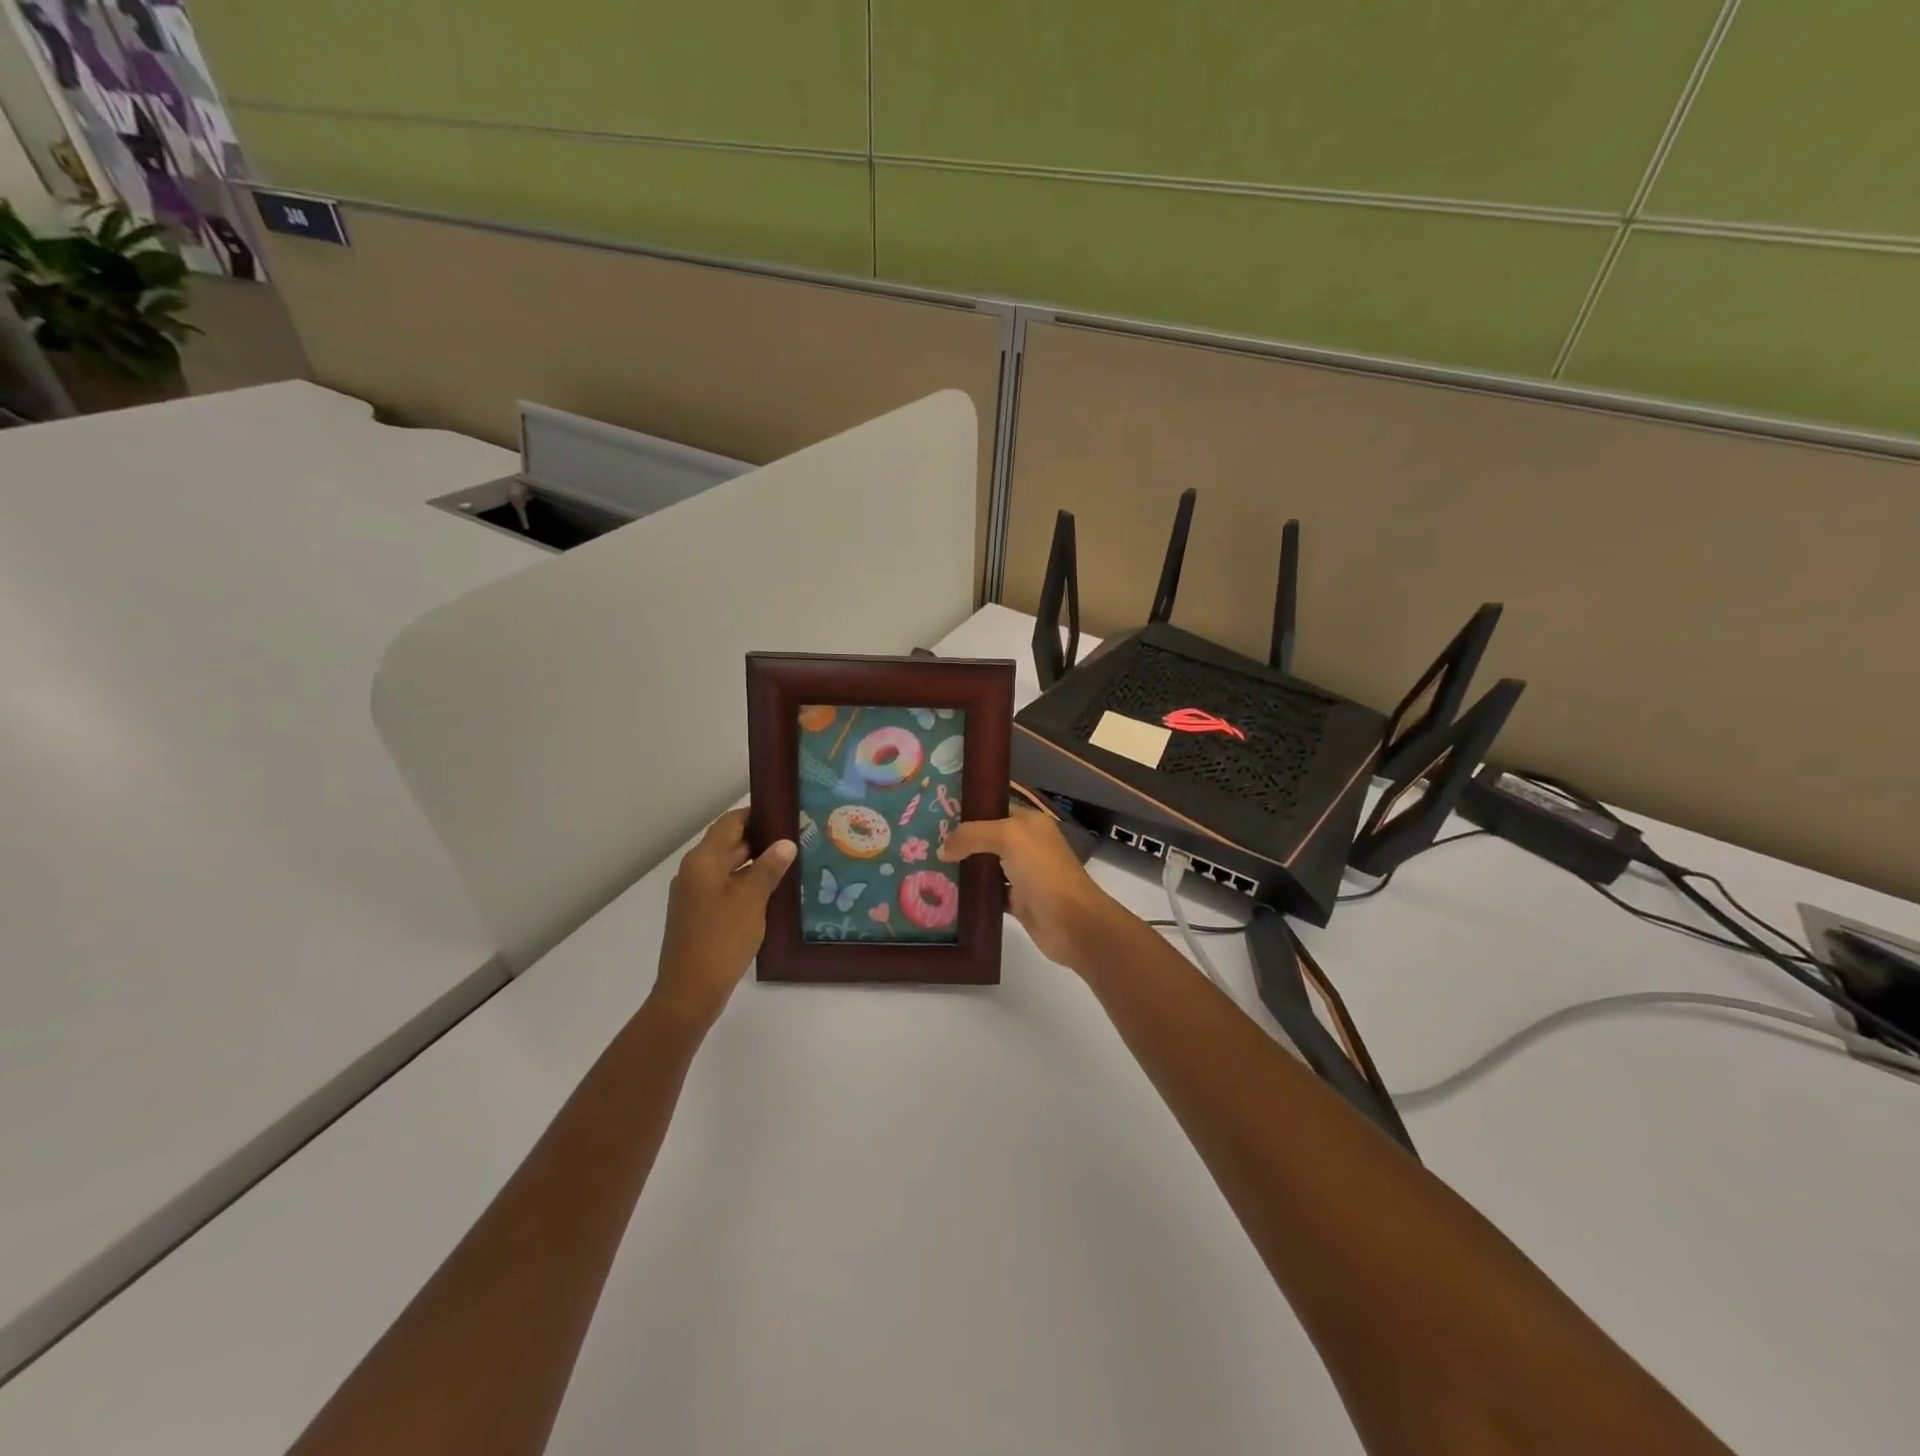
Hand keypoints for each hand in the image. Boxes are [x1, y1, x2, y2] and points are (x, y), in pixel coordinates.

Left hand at [652, 808, 795, 1028]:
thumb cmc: (722, 938)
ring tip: (791, 861)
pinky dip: (746, 882)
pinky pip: (725, 886)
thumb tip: (785, 843)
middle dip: (760, 839)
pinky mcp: (699, 913)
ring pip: (728, 866)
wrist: (690, 991)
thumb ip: (768, 868)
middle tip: (796, 836)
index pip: (730, 823)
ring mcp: (694, 893)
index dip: (755, 814)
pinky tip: (772, 890)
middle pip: (728, 843)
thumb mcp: (751, 900)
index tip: (785, 812)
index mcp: (703, 860)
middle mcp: (694, 871)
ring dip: (755, 862)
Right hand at [939, 807, 1127, 969]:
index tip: (935, 815)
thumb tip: (942, 849)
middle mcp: (1027, 845)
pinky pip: (989, 893)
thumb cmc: (1043, 870)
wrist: (1072, 922)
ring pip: (987, 866)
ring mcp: (1023, 874)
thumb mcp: (1008, 837)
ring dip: (964, 868)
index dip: (968, 811)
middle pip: (987, 838)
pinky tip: (947, 894)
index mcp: (1030, 823)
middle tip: (925, 842)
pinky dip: (972, 894)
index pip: (994, 809)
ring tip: (929, 866)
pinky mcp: (1018, 901)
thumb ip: (973, 835)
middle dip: (960, 841)